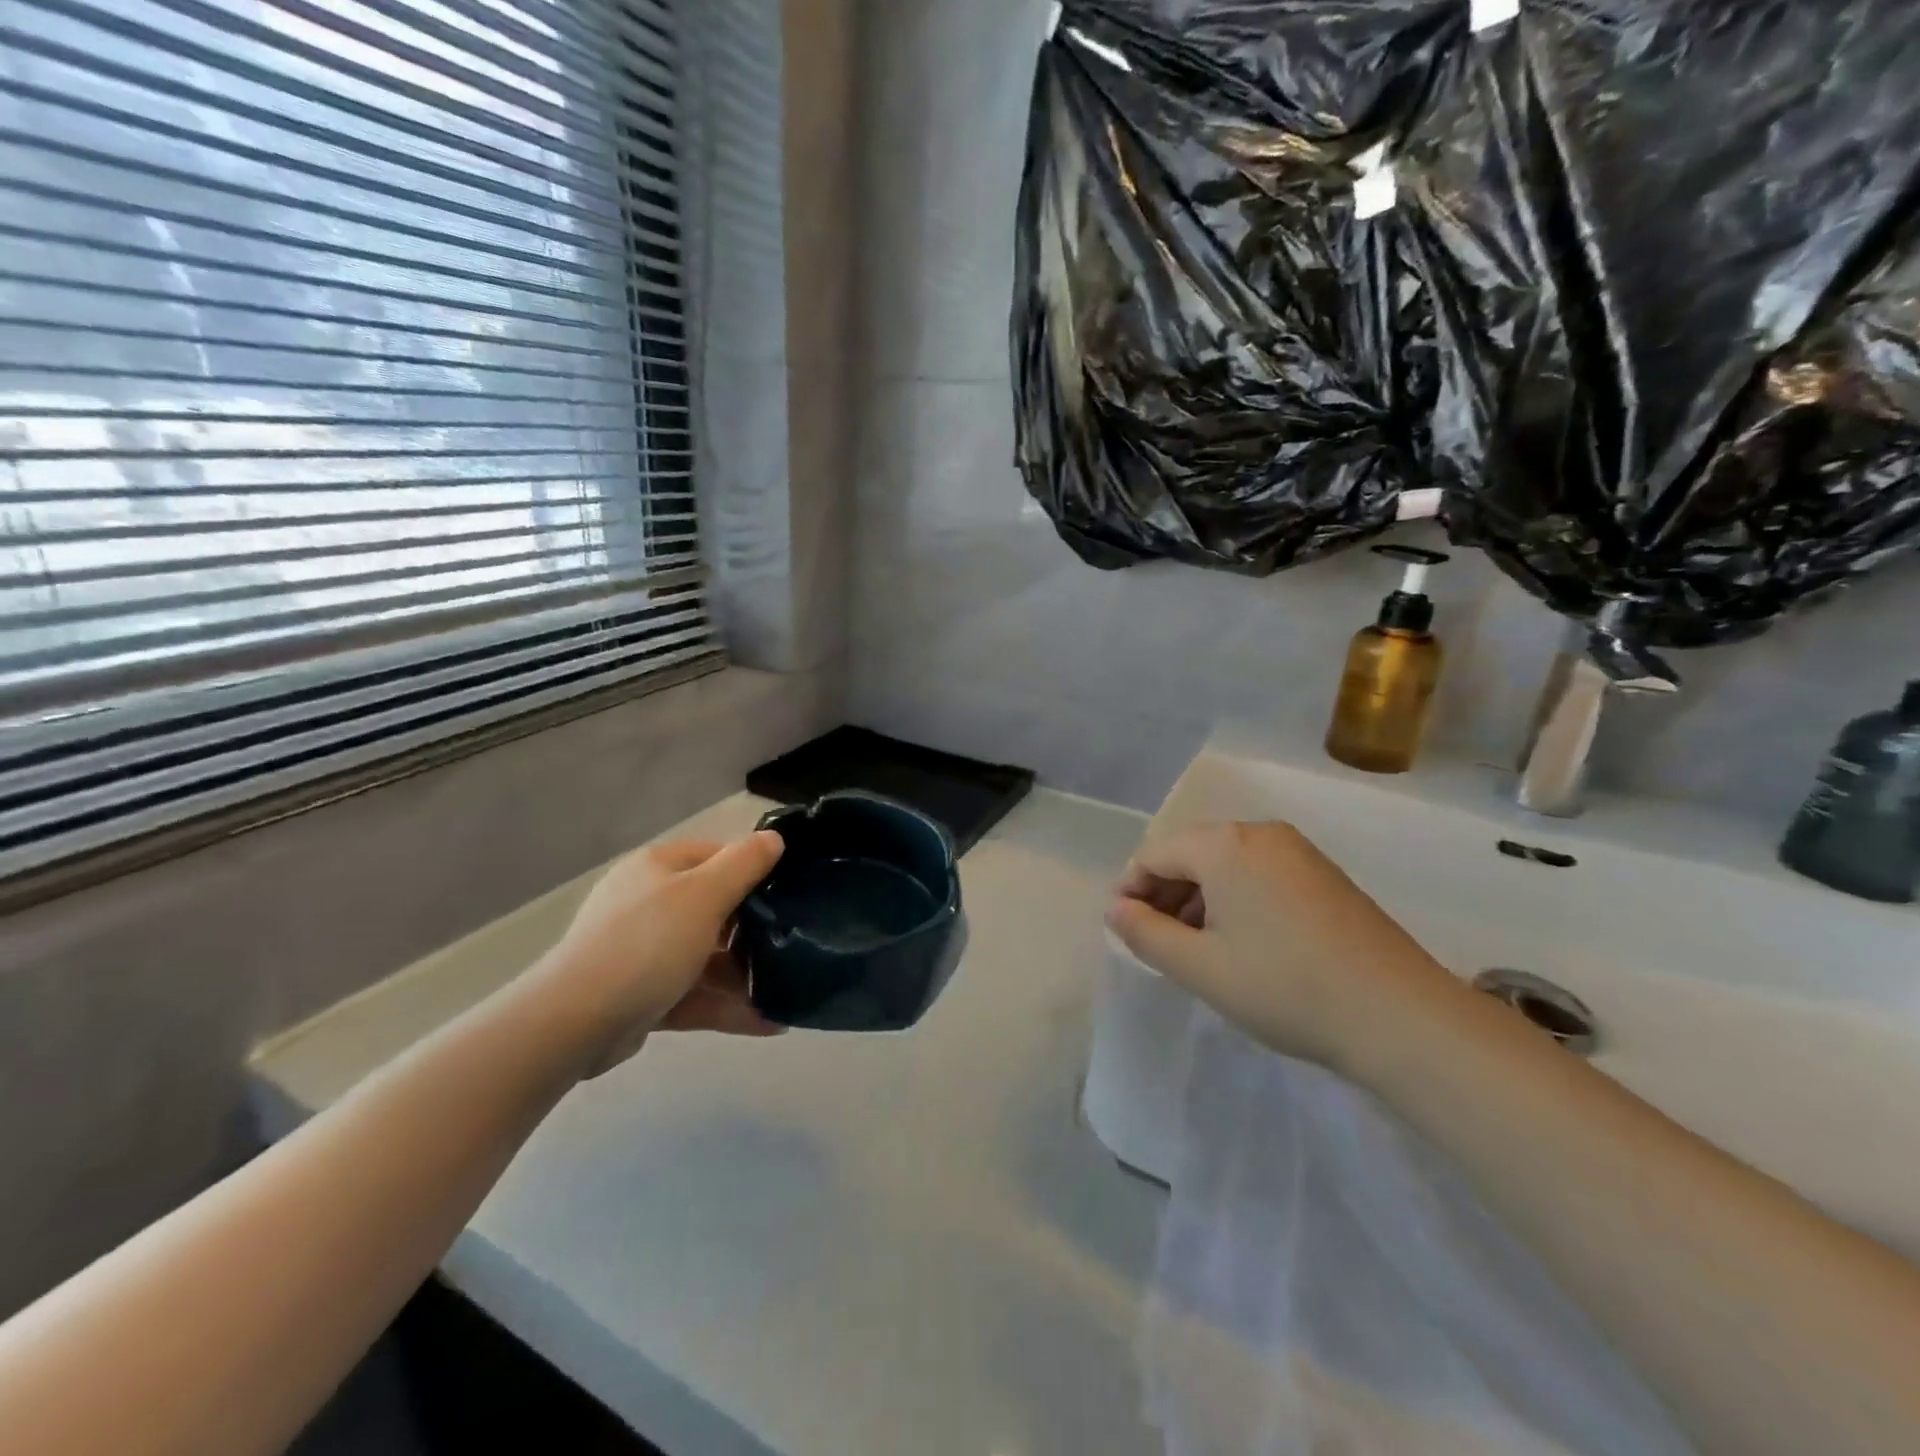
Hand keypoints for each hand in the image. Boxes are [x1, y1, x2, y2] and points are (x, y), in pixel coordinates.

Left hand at [532, 831, 786, 1077]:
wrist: (574, 1023)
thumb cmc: (646, 943)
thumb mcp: (704, 895)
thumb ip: (744, 864)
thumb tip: (774, 838)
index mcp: (658, 868)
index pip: (716, 856)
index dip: (754, 869)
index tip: (791, 891)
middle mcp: (648, 904)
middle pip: (714, 908)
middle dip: (754, 929)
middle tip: (797, 942)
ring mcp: (643, 952)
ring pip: (706, 957)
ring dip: (745, 975)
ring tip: (790, 990)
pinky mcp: (642, 996)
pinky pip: (694, 994)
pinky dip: (727, 1006)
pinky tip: (770, 1023)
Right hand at [1107, 821, 1461, 1069]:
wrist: (1399, 1015)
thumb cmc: (1284, 987)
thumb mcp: (1200, 967)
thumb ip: (1145, 934)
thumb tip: (1116, 909)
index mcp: (1224, 845)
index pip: (1155, 853)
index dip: (1130, 890)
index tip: (1123, 930)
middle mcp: (1260, 833)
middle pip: (1191, 853)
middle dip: (1164, 893)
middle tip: (1155, 942)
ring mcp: (1298, 852)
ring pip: (1226, 864)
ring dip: (1199, 898)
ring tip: (1194, 948)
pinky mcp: (1324, 875)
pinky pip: (1259, 873)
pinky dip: (1235, 899)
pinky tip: (1240, 941)